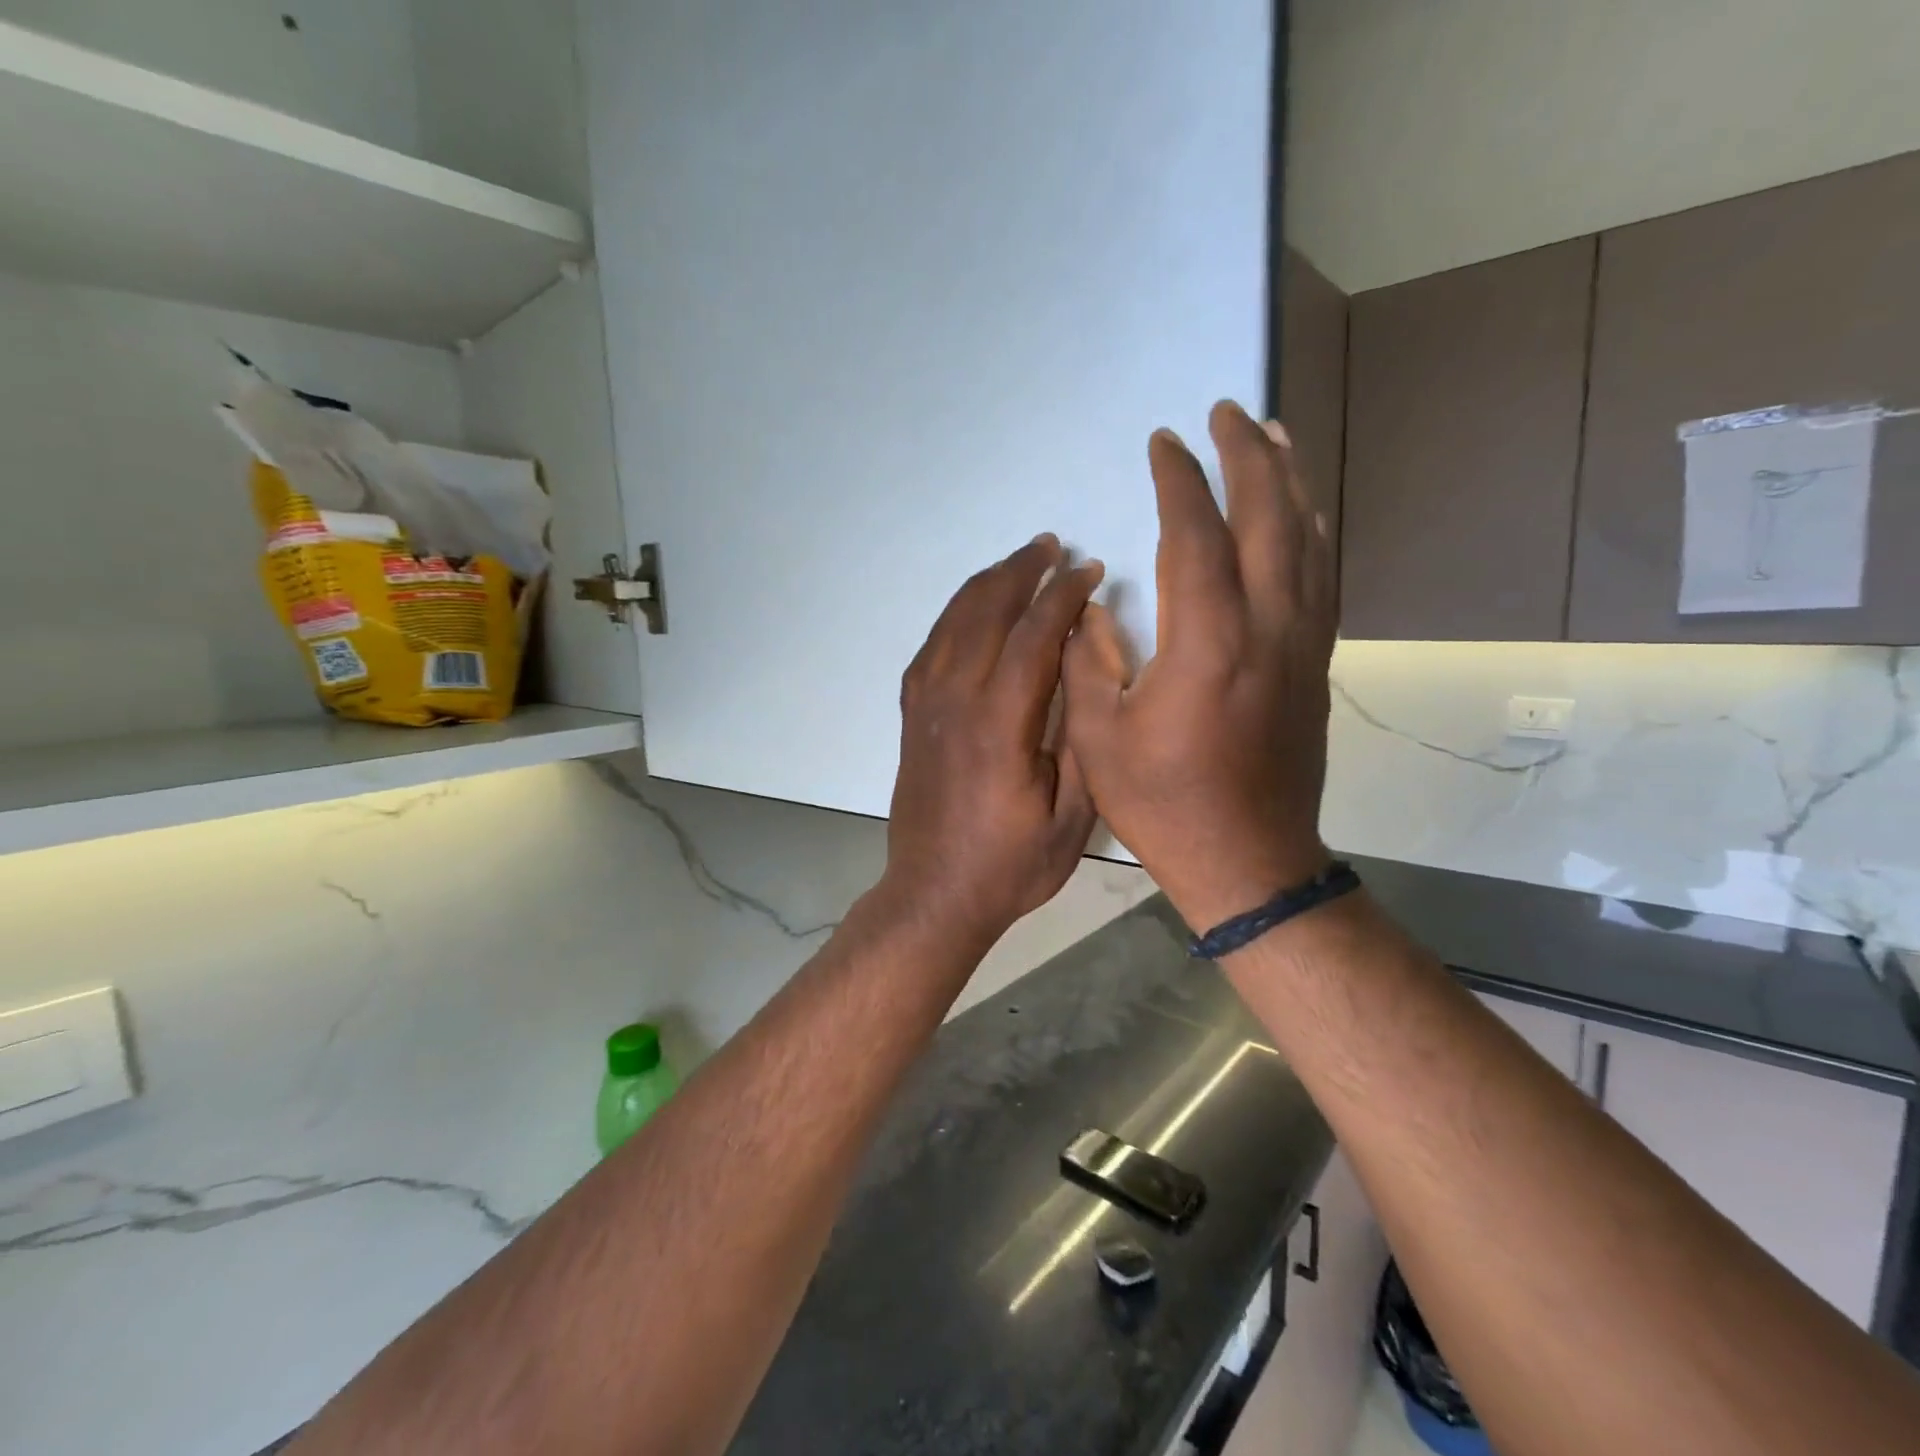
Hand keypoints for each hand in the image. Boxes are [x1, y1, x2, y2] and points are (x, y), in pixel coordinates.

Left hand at [883, 534, 1105, 952]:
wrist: (935, 895)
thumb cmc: (1010, 865)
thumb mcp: (1071, 820)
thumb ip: (1081, 743)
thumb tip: (1088, 675)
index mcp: (999, 727)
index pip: (1032, 638)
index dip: (1062, 597)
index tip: (1087, 571)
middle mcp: (955, 703)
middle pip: (986, 614)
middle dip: (1021, 573)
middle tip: (1052, 547)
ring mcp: (926, 708)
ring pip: (952, 624)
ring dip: (986, 585)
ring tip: (1016, 563)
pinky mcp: (911, 718)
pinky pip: (929, 650)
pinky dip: (952, 617)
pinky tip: (971, 609)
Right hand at [1063, 401, 1335, 930]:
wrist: (1248, 859)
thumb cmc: (1163, 803)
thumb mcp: (1100, 736)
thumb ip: (1090, 660)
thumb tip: (1094, 605)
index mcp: (1207, 642)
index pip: (1196, 534)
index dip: (1179, 480)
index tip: (1163, 443)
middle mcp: (1267, 627)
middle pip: (1268, 517)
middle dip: (1247, 455)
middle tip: (1228, 411)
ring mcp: (1302, 644)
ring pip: (1307, 540)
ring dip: (1290, 481)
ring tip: (1273, 437)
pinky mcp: (1316, 664)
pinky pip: (1322, 577)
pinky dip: (1312, 532)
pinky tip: (1303, 515)